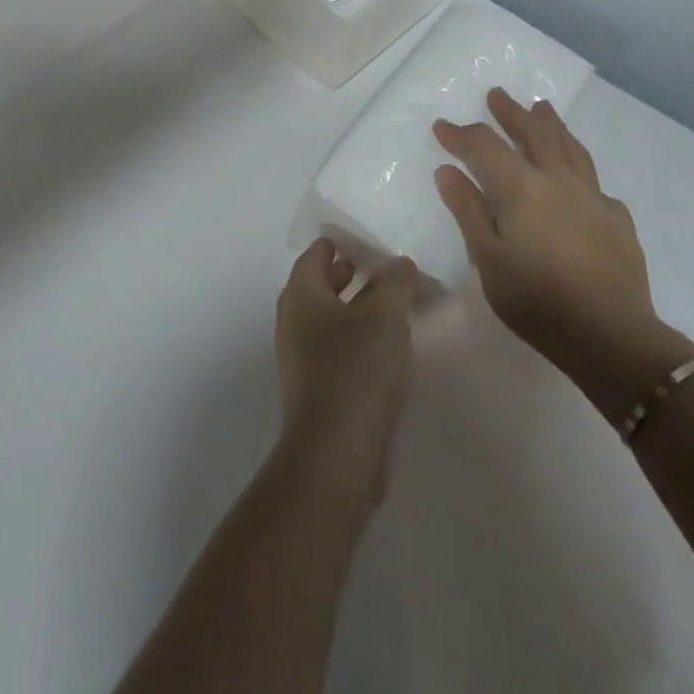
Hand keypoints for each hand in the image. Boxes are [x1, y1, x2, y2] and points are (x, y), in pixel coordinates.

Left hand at [274, 241, 419, 505]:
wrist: (336, 454)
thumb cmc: (356, 370)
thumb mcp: (385, 316)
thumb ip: (395, 283)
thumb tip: (399, 262)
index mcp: (301, 294)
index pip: (314, 255)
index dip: (337, 243)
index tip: (364, 238)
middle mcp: (294, 321)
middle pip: (317, 285)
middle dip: (345, 274)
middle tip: (378, 267)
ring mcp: (301, 358)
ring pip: (326, 319)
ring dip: (353, 307)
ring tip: (389, 305)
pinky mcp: (316, 388)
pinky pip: (335, 349)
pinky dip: (355, 338)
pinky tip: (385, 348)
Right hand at [433, 88, 693, 422]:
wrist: (612, 335)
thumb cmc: (537, 299)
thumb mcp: (488, 258)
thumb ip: (468, 210)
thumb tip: (447, 170)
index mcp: (521, 187)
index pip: (484, 146)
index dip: (461, 133)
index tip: (441, 126)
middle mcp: (557, 180)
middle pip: (533, 133)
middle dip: (511, 112)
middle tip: (497, 95)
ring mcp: (592, 196)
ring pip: (570, 147)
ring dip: (551, 124)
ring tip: (542, 107)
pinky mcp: (617, 218)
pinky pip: (594, 180)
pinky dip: (579, 167)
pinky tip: (578, 176)